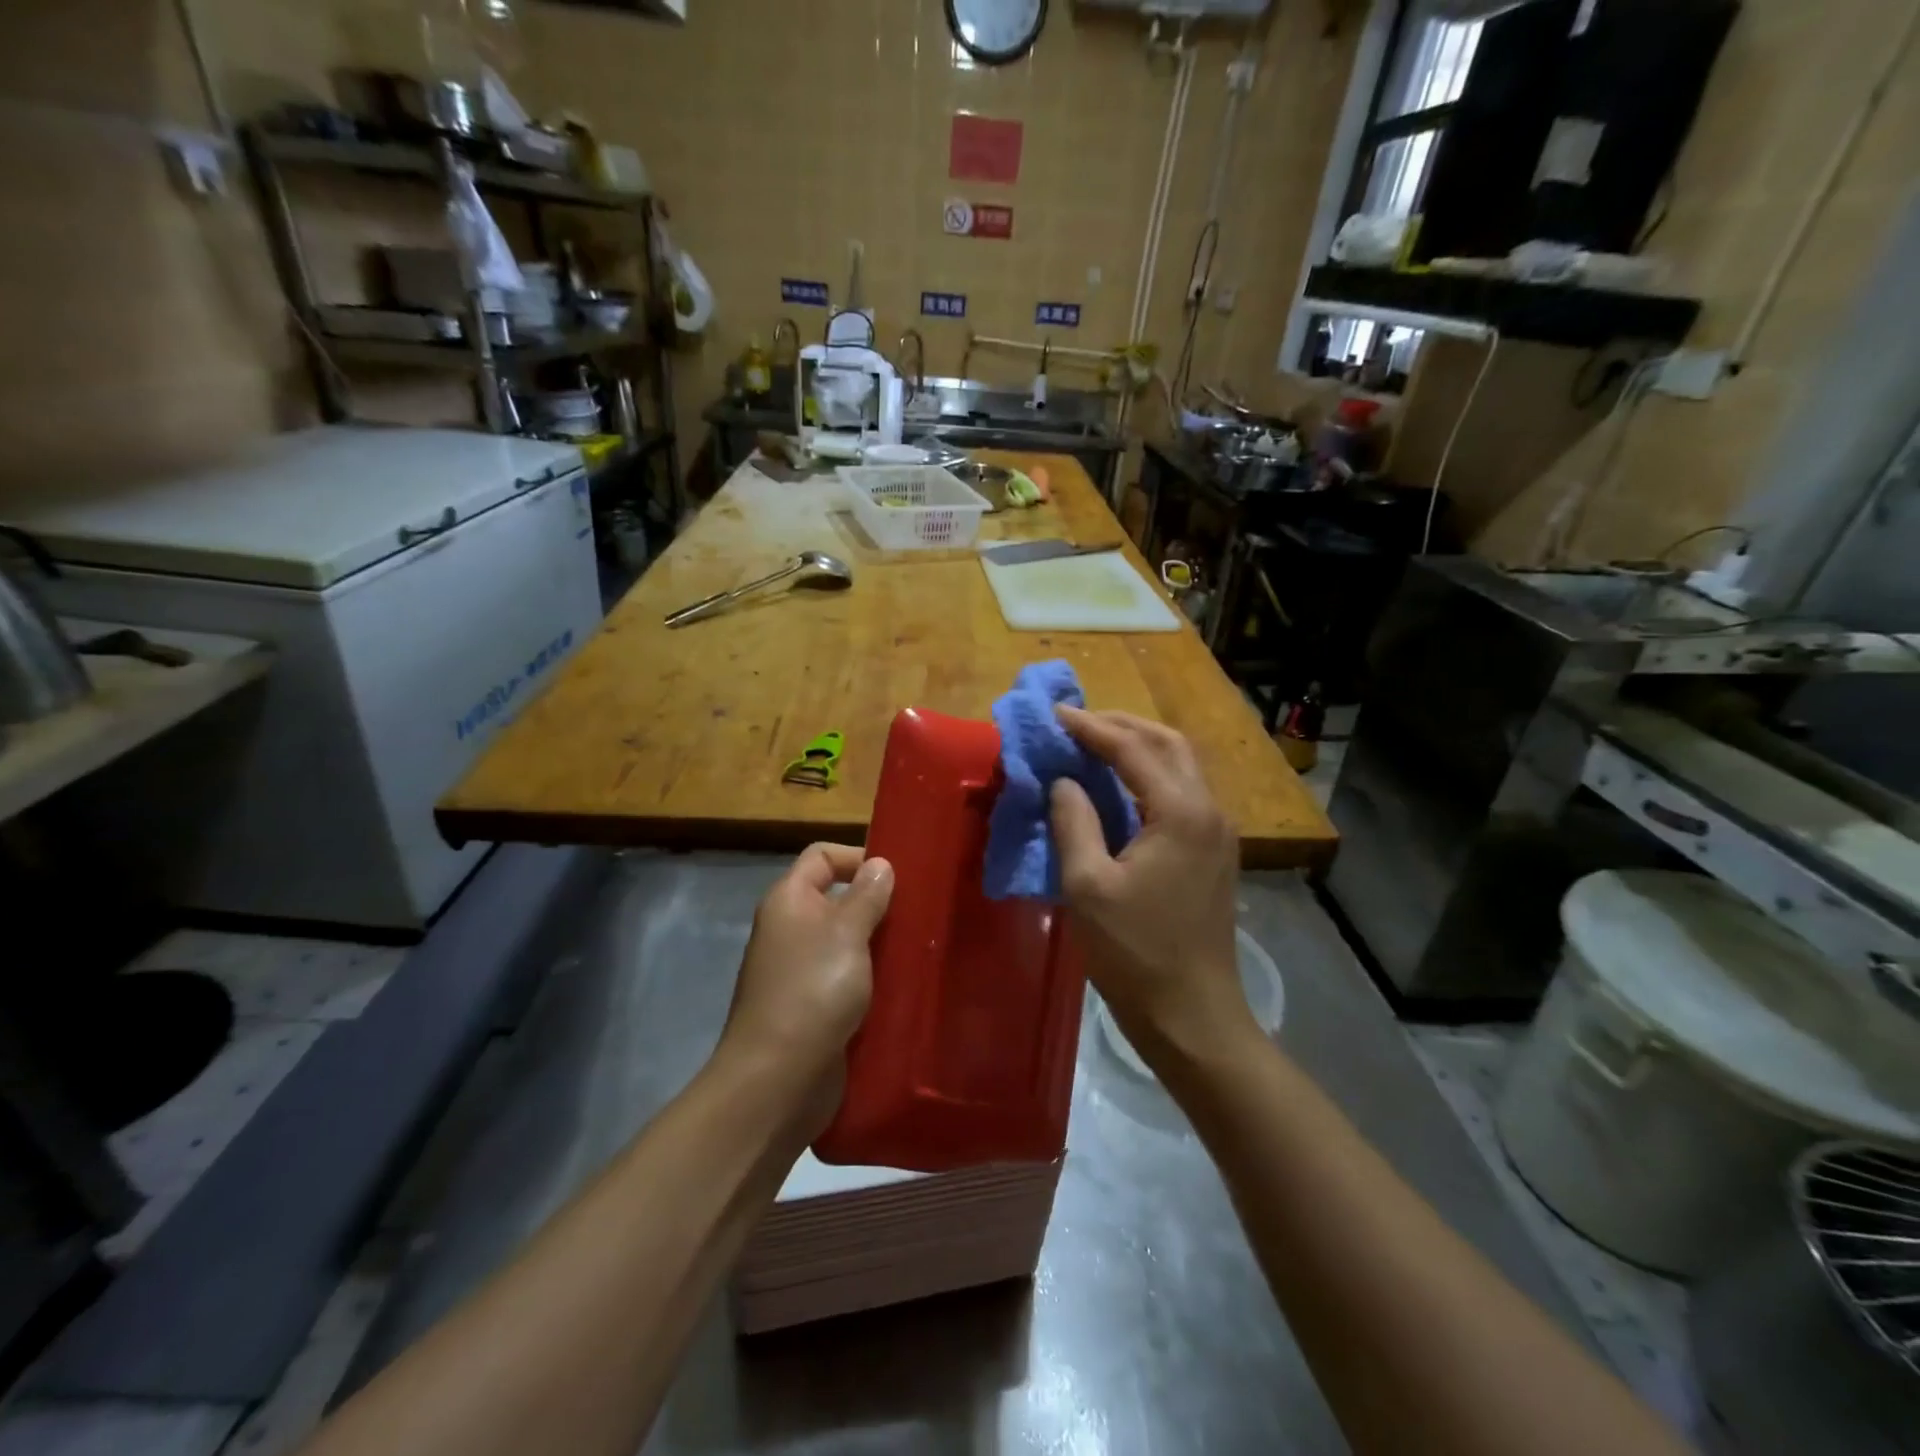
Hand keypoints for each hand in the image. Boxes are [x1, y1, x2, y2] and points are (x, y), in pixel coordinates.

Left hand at [719, 844, 893, 1131]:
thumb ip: (867, 895)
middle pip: (836, 899)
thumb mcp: (847, 933)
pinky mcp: (813, 1007)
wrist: (778, 1079)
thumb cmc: (813, 990)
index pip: (822, 856)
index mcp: (789, 901)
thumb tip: (880, 864)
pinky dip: (872, 979)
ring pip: (846, 942)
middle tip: (919, 913)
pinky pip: (847, 979)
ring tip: (920, 948)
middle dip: (877, 903)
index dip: (857, 857)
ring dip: (878, 944)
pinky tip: (904, 986)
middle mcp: (790, 929)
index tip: (898, 876)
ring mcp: (800, 971)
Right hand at [1049, 708, 1251, 1060]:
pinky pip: (1182, 793)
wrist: (1194, 1015)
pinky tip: (1121, 788)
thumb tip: (1064, 782)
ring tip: (1094, 745)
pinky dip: (1150, 776)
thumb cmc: (1135, 953)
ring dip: (1138, 747)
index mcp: (1180, 812)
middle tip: (1077, 723)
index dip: (1090, 727)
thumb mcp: (1088, 886)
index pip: (1132, 749)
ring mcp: (1218, 832)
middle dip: (1122, 725)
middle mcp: (1208, 810)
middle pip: (1167, 744)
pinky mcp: (1214, 853)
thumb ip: (1073, 822)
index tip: (1054, 714)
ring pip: (1180, 766)